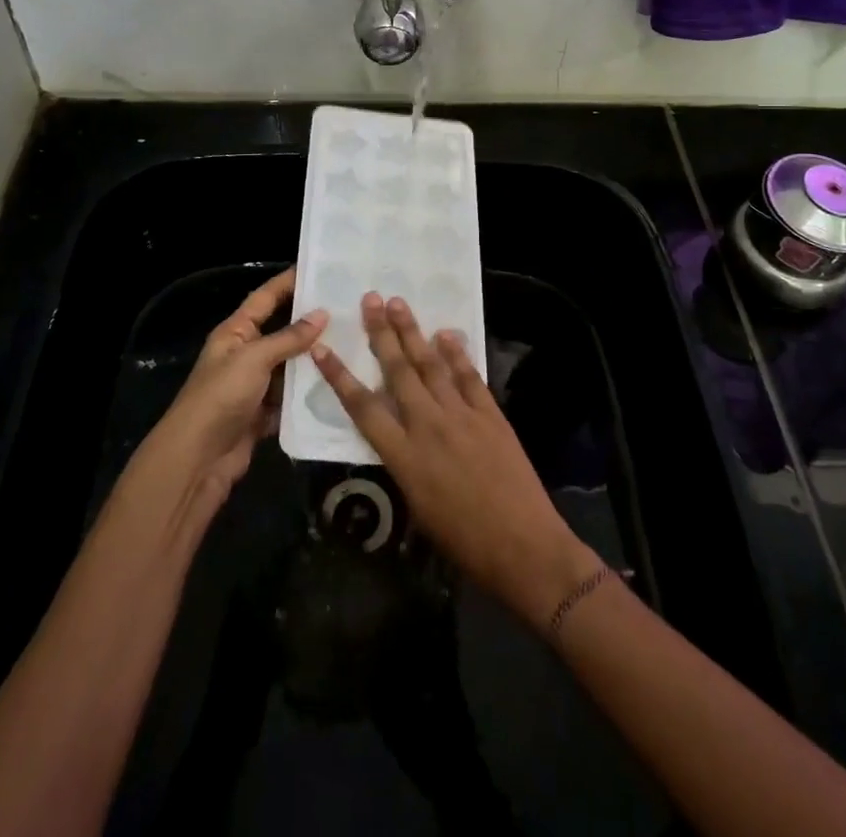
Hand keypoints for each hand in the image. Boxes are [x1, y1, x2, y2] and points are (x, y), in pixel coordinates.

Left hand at [134, 267, 327, 523]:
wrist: (198, 459)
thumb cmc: (221, 397)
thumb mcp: (255, 359)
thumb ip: (289, 337)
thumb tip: (322, 313)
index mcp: (236, 332)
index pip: (265, 297)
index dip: (288, 282)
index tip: (319, 268)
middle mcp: (245, 354)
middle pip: (283, 331)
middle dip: (311, 321)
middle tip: (349, 308)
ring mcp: (255, 385)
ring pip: (291, 365)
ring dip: (315, 358)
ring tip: (354, 343)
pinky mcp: (264, 413)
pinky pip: (292, 396)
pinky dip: (310, 392)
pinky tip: (339, 383)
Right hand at [312, 293, 602, 630]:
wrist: (523, 546)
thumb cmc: (463, 542)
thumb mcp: (417, 507)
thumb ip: (403, 463)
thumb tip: (396, 435)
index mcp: (403, 456)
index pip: (362, 407)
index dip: (339, 376)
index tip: (322, 348)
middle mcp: (428, 425)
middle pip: (398, 371)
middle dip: (382, 333)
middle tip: (371, 299)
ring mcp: (462, 415)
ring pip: (431, 365)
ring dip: (414, 332)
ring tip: (399, 304)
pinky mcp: (491, 414)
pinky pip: (469, 376)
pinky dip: (457, 353)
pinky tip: (446, 334)